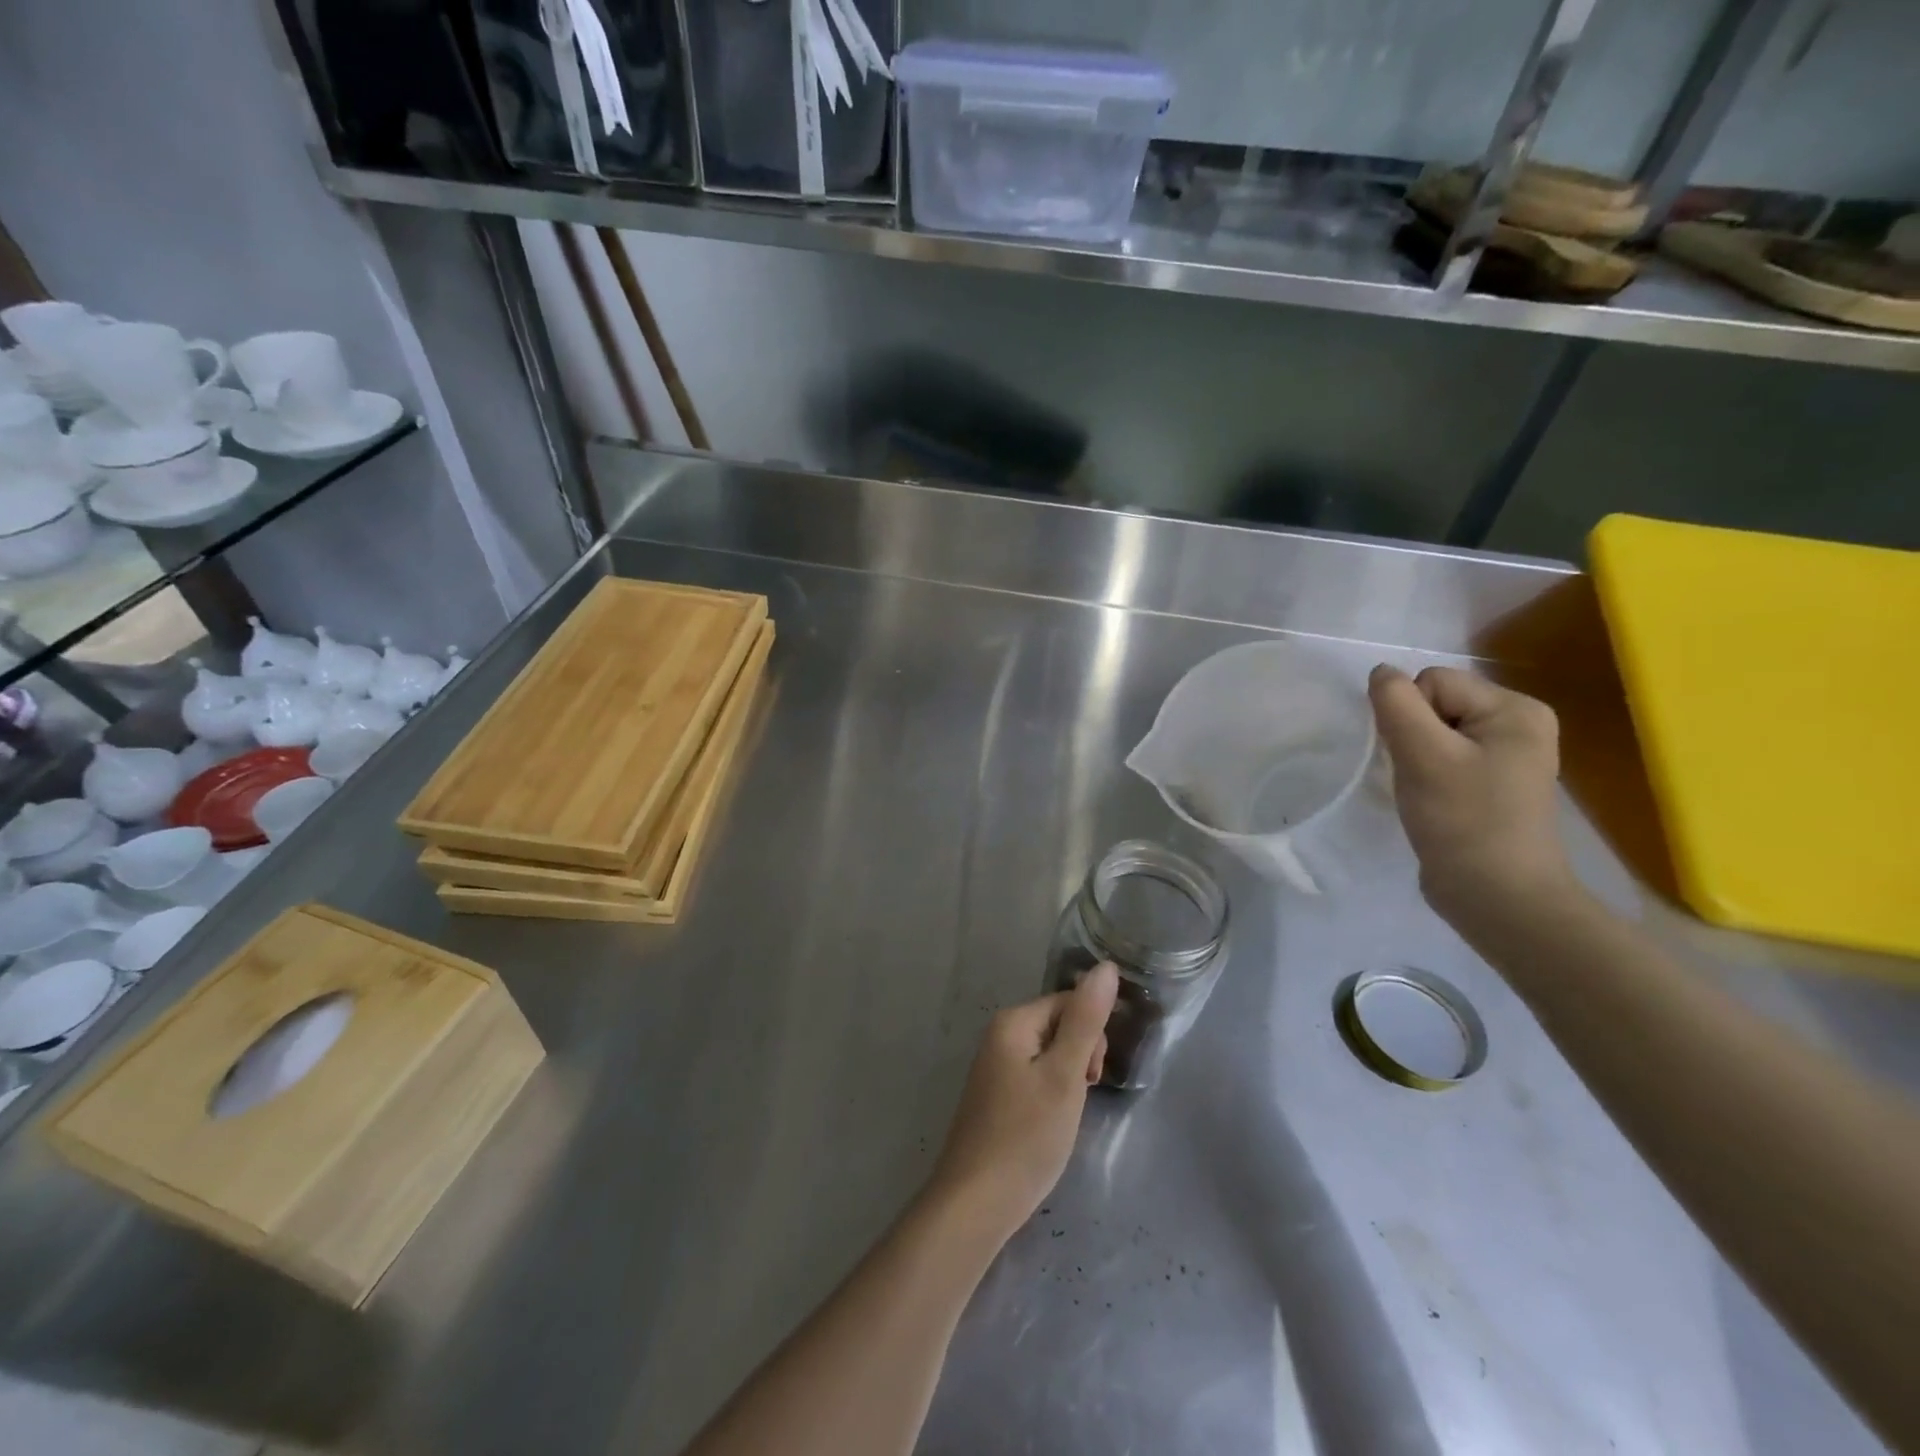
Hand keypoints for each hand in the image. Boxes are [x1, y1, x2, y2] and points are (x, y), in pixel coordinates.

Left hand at [926, 964, 1118, 1243]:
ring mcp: (995, 1067)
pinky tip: (1049, 1127)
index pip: (1069, 1003)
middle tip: (1078, 1099)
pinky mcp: (996, 1096)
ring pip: (1050, 1056)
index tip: (1092, 1077)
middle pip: (1060, 1026)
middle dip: (1080, 1058)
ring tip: (1064, 1118)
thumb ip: (1086, 1020)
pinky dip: (1052, 1097)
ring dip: (1068, 1081)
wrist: (976, 1203)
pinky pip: (1036, 1078)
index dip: (1091, 1036)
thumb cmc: (1026, 1136)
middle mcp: (999, 1035)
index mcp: (1013, 1021)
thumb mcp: (1065, 1076)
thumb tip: (1105, 966)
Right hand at [1368, 664, 1577, 928]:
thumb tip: (1380, 672)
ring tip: (1428, 793)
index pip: (1433, 682)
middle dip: (1413, 737)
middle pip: (1433, 704)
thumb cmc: (1464, 821)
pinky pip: (1442, 757)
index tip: (1420, 759)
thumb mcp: (1423, 756)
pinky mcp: (1491, 783)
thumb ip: (1396, 704)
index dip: (1410, 717)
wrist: (1498, 898)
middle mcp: (1518, 723)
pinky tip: (1433, 802)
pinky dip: (1426, 775)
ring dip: (1416, 759)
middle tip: (1422, 778)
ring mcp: (1507, 755)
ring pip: (1432, 732)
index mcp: (1516, 708)